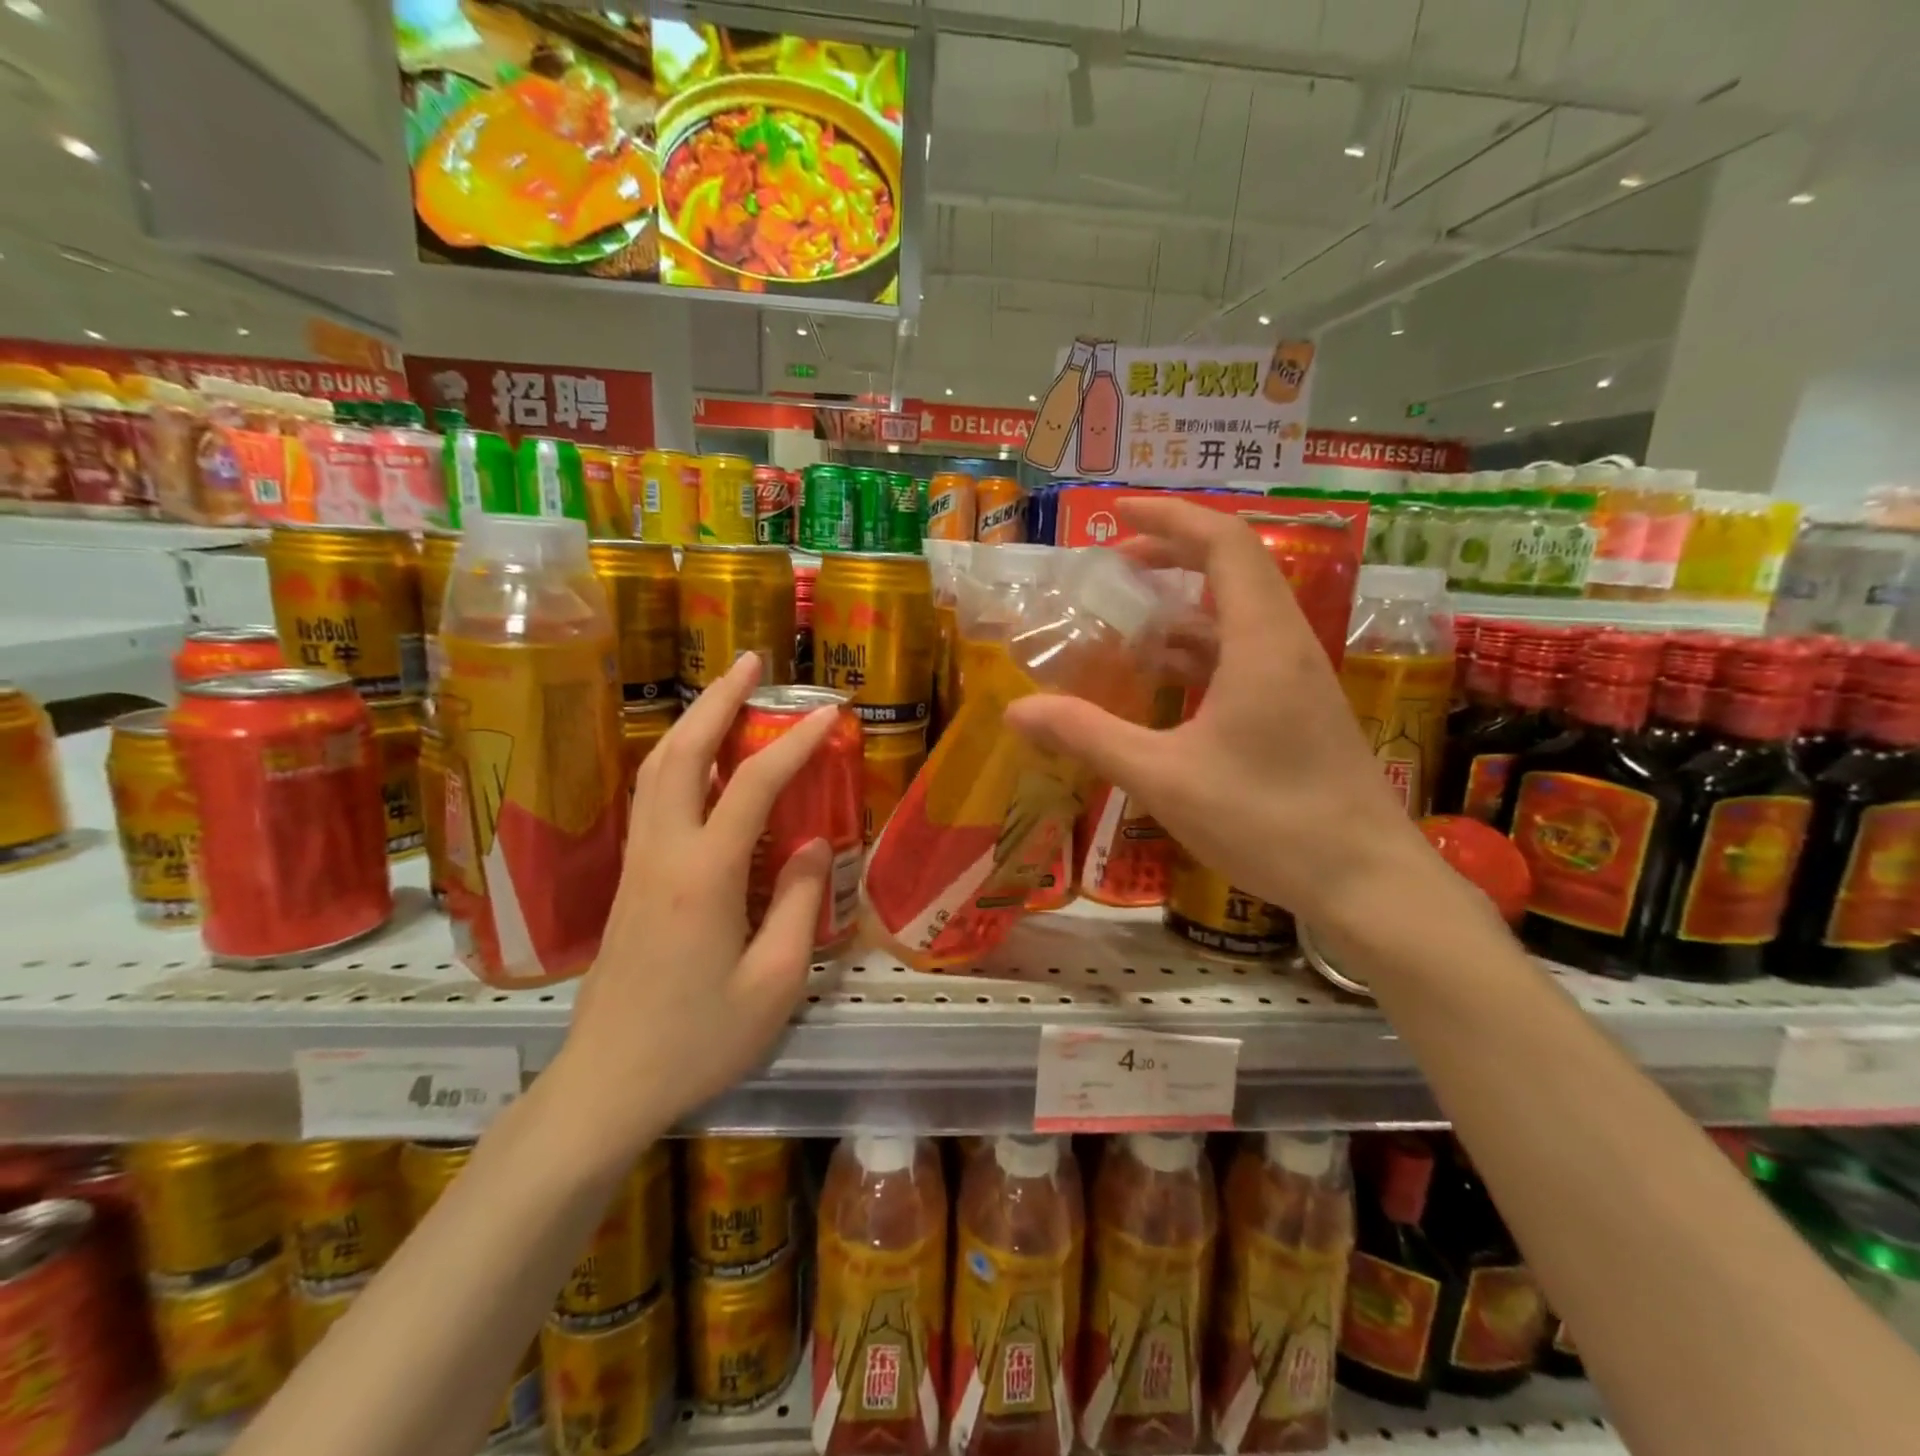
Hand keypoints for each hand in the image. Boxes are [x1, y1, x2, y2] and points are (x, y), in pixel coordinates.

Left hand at [557, 652, 837, 1153]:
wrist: (606, 1086)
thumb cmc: (699, 1041)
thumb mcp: (775, 982)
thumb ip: (800, 903)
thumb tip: (814, 842)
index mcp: (703, 876)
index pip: (751, 786)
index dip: (793, 744)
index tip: (828, 713)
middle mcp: (662, 854)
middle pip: (681, 754)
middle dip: (717, 700)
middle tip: (751, 663)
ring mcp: (637, 865)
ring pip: (655, 770)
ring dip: (691, 722)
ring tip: (726, 694)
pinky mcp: (628, 882)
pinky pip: (650, 798)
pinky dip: (676, 759)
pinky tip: (697, 760)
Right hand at [1006, 498, 1427, 926]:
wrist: (1366, 882)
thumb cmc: (1267, 821)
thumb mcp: (1163, 777)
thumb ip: (1088, 737)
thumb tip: (1018, 711)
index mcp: (1262, 642)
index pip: (1225, 545)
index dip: (1172, 518)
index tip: (1119, 514)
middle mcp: (1287, 646)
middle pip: (1236, 569)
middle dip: (1174, 555)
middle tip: (1116, 563)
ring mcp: (1299, 680)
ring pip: (1241, 616)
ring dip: (1186, 607)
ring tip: (1129, 619)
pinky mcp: (1300, 710)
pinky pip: (1246, 656)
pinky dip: (1202, 650)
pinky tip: (1167, 681)